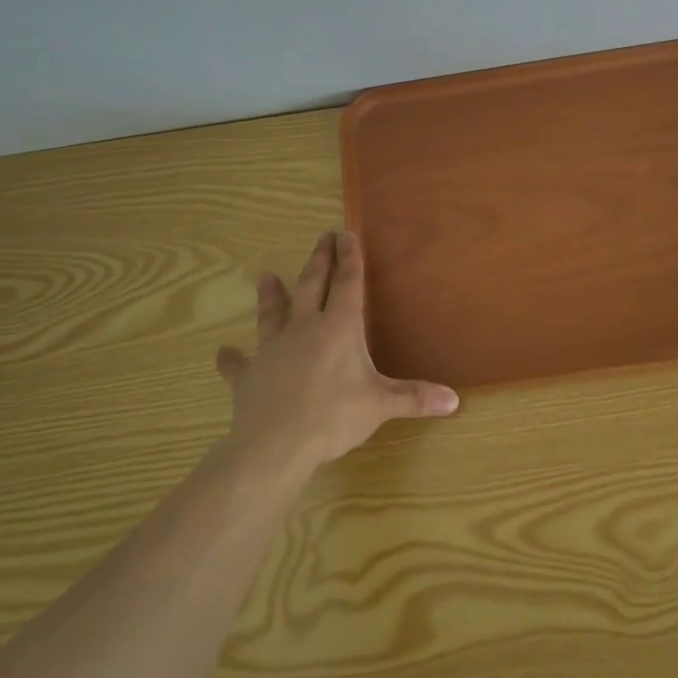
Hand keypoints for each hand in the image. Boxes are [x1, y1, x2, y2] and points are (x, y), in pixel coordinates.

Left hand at [216, 230, 458, 472]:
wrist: (275, 444)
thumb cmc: (333, 416)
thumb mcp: (381, 405)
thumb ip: (415, 398)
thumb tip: (455, 400)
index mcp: (338, 328)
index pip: (347, 284)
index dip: (349, 259)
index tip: (346, 234)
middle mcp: (304, 329)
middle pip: (311, 286)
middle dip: (318, 261)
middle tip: (321, 238)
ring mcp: (272, 350)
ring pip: (272, 314)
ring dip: (270, 295)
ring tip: (265, 276)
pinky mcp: (248, 376)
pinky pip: (238, 364)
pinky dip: (232, 359)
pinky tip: (222, 352)